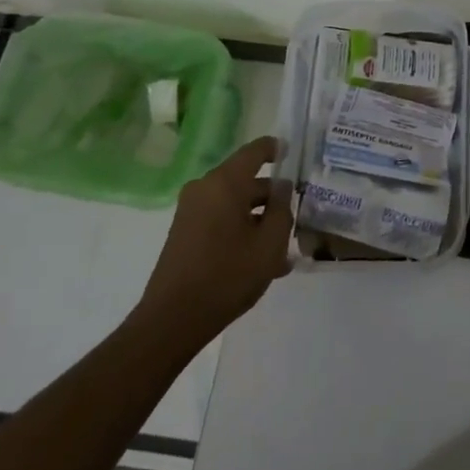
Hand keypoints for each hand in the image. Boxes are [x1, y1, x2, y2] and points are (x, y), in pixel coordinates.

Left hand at [139, 136, 292, 343]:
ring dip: (258, 219)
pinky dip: (241, 230)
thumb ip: (282, 209)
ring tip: (283, 248)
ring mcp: (190, 211)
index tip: (295, 156)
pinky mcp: (184, 232)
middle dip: (272, 197)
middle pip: (246, 180)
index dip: (277, 149)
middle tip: (296, 216)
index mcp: (225, 182)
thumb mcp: (270, 243)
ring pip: (234, 203)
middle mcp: (204, 188)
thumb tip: (282, 187)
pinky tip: (260, 260)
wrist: (172, 320)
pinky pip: (220, 219)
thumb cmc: (228, 275)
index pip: (256, 150)